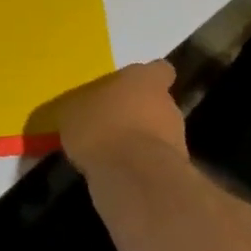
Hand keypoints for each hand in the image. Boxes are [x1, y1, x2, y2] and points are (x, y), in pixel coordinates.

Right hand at [52, 59, 186, 175]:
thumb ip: (83, 106)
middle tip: (112, 123)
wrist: (134, 179)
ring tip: (111, 154)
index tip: (131, 87)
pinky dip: (140, 168)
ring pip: (157, 135)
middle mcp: (167, 105)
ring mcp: (177, 141)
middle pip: (158, 104)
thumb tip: (81, 109)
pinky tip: (117, 176)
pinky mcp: (176, 173)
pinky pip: (154, 163)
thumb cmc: (101, 128)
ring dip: (139, 142)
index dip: (148, 78)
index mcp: (144, 80)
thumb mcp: (73, 111)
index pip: (159, 70)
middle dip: (139, 114)